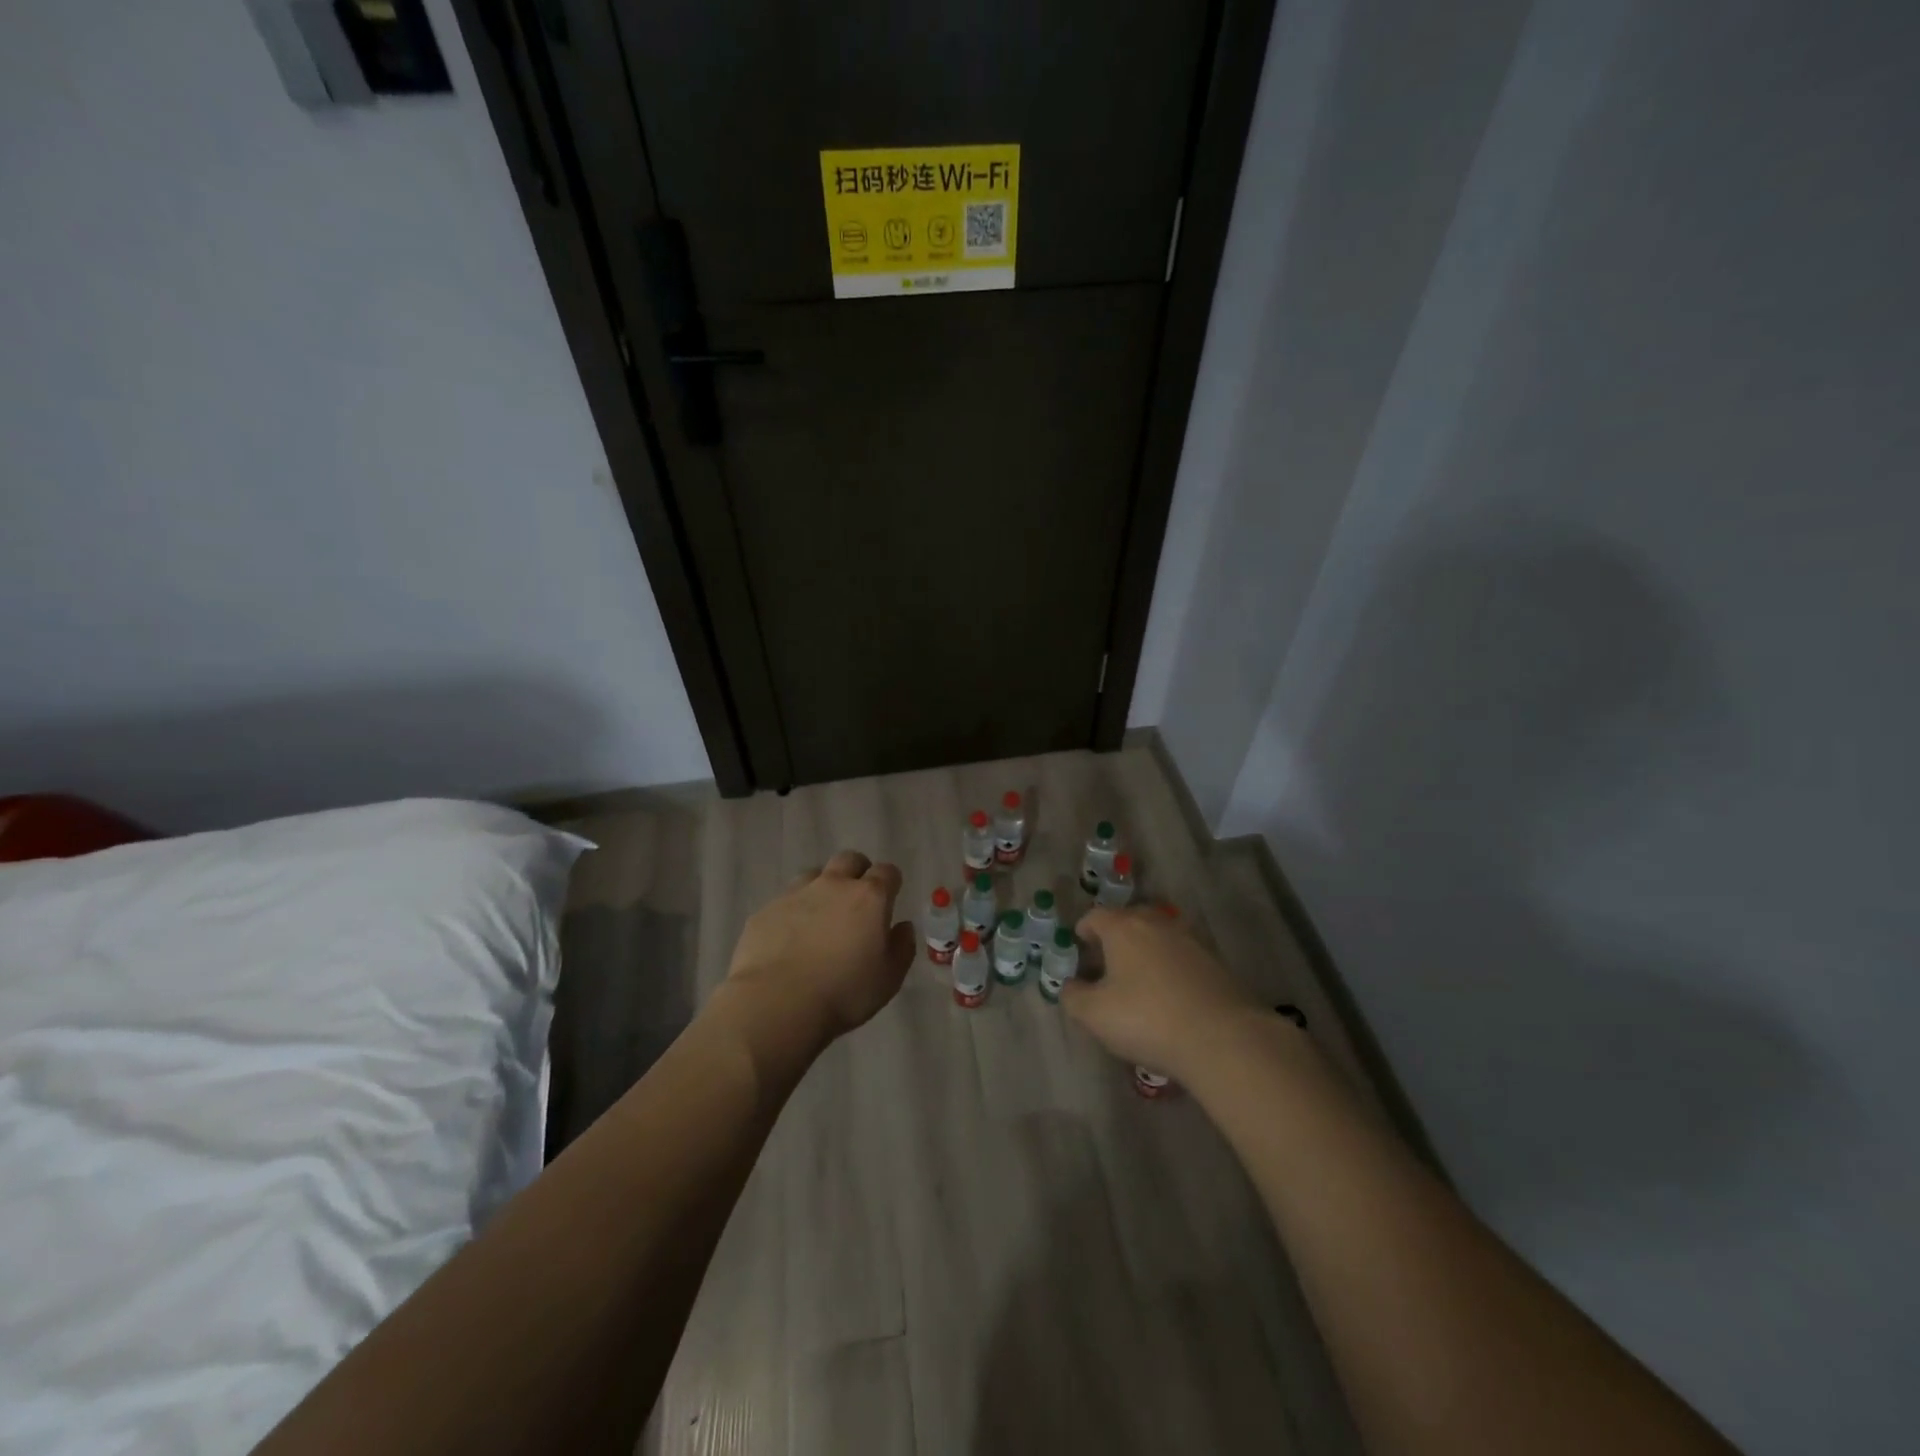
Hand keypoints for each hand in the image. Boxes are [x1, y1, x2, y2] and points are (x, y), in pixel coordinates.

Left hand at [724, 850, 915, 1042]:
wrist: (777, 1003)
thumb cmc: (844, 993)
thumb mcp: (889, 978)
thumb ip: (902, 947)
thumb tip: (903, 927)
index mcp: (869, 897)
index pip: (887, 871)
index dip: (891, 882)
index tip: (890, 898)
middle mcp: (833, 885)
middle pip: (849, 860)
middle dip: (857, 872)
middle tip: (857, 900)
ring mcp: (796, 894)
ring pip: (814, 874)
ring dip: (822, 888)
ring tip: (821, 917)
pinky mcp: (766, 910)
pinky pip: (785, 901)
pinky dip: (793, 912)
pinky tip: (790, 938)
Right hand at [1062, 907, 1263, 1080]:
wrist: (1222, 1038)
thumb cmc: (1147, 1019)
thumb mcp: (1094, 1015)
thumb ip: (1073, 997)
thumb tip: (1070, 986)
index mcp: (1123, 928)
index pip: (1095, 916)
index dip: (1083, 930)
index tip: (1079, 947)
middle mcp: (1156, 923)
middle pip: (1129, 919)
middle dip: (1115, 936)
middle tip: (1106, 963)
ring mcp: (1189, 940)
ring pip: (1158, 935)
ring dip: (1145, 950)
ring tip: (1138, 979)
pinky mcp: (1214, 962)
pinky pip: (1181, 956)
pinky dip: (1169, 966)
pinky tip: (1169, 994)